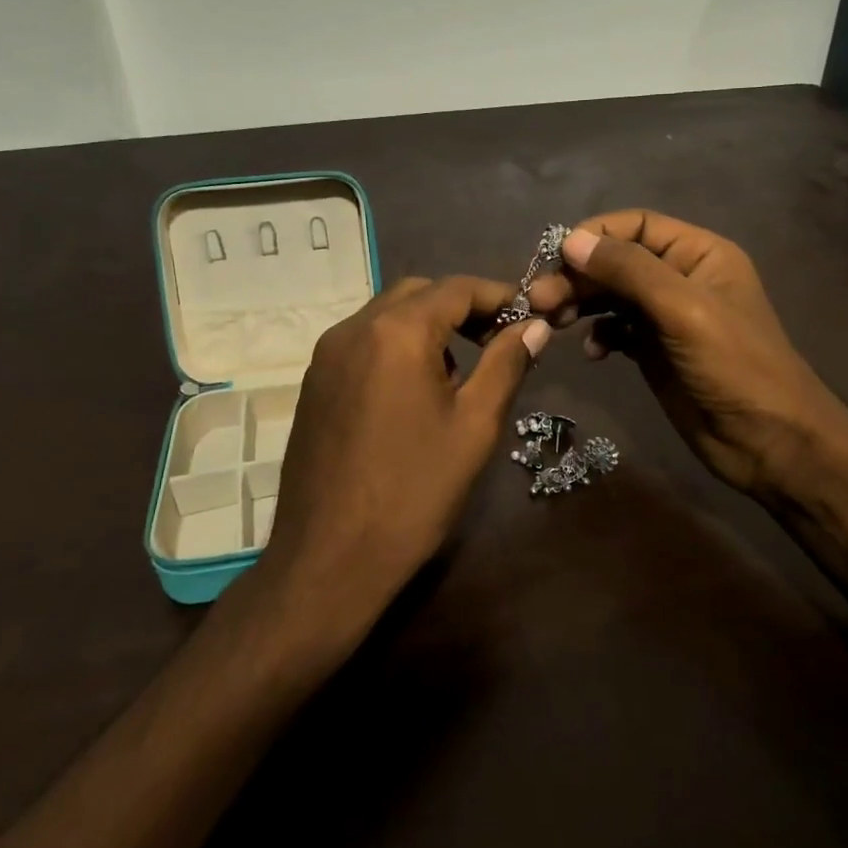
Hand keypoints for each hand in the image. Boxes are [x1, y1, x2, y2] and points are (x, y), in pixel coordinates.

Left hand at [250, 276, 550, 644]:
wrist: (329, 559)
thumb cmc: (413, 492)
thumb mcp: (474, 426)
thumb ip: (506, 364)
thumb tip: (534, 325)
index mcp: (396, 332)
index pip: (457, 288)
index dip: (499, 296)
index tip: (529, 317)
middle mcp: (354, 328)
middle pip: (419, 293)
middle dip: (462, 307)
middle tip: (498, 340)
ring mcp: (326, 354)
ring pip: (387, 315)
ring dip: (428, 326)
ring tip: (460, 371)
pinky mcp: (313, 381)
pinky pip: (363, 342)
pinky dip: (397, 345)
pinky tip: (415, 391)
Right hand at [527, 211, 847, 504]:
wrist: (770, 443)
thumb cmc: (735, 367)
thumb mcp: (683, 310)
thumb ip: (629, 270)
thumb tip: (571, 240)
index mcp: (698, 254)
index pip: (636, 226)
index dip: (594, 235)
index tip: (556, 258)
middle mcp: (680, 278)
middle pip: (616, 261)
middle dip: (578, 276)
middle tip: (538, 300)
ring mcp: (666, 317)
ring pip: (611, 296)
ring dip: (580, 304)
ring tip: (551, 322)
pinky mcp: (654, 352)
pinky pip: (616, 330)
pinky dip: (599, 335)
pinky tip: (593, 352)